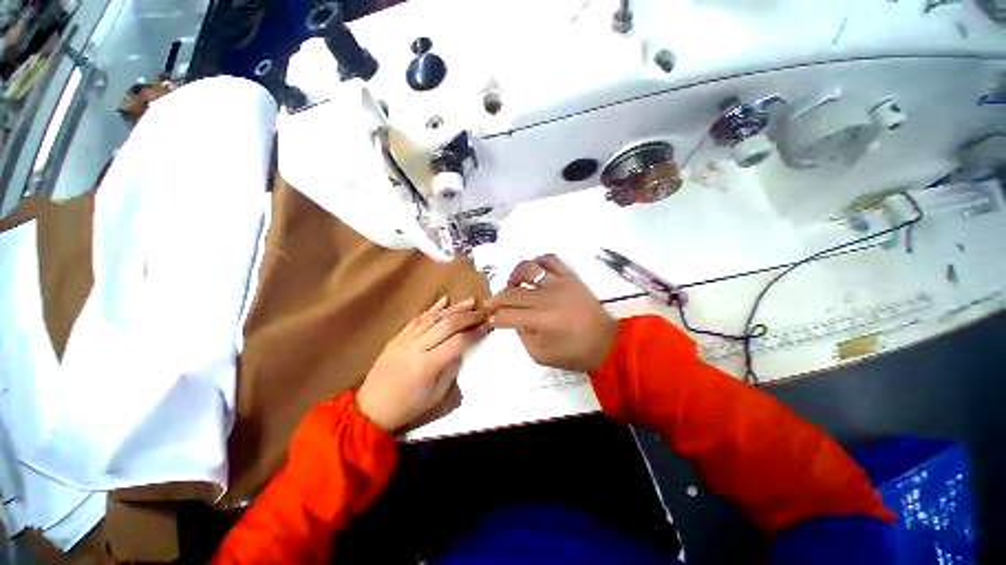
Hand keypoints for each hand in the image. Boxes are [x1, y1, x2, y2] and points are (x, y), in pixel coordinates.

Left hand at [356, 297, 488, 431]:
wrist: (370, 408)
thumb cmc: (407, 406)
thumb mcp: (435, 395)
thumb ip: (451, 369)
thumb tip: (461, 350)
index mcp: (428, 365)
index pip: (458, 342)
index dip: (474, 333)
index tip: (487, 327)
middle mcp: (417, 347)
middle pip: (447, 325)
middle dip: (467, 316)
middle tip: (481, 312)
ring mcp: (405, 339)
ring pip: (433, 317)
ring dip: (453, 308)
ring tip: (469, 301)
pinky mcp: (398, 336)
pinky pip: (417, 319)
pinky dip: (432, 308)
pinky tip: (444, 300)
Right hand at [486, 255, 616, 371]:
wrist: (608, 342)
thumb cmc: (576, 353)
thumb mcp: (543, 357)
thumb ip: (524, 339)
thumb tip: (516, 322)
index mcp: (541, 320)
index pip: (508, 314)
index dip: (496, 317)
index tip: (491, 318)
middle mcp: (547, 298)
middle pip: (513, 293)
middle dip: (497, 299)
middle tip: (491, 303)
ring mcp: (559, 283)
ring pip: (529, 270)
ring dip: (514, 276)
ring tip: (511, 284)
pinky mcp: (570, 277)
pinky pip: (551, 261)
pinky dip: (538, 261)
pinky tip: (533, 270)